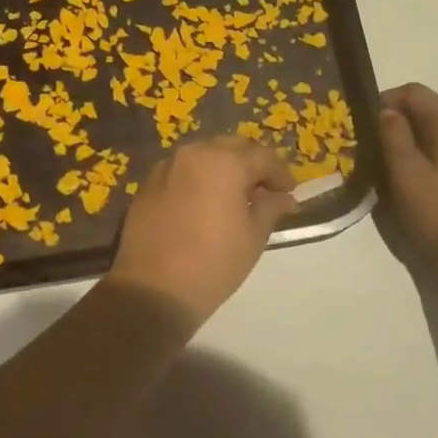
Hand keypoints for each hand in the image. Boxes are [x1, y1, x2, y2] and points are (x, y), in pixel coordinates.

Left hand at [107, 136, 295, 330]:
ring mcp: (166, 167)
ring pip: (204, 156)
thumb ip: (270, 208)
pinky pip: (181, 172)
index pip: (263, 156)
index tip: (289, 194)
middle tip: (264, 192)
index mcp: (224, 162)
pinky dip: (198, 180)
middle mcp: (193, 154)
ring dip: (223, 169)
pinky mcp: (147, 185)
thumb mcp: (253, 237)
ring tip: (234, 199)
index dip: (281, 174)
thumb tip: (283, 197)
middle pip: (231, 148)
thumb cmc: (213, 263)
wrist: (153, 290)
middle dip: (251, 165)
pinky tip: (203, 205)